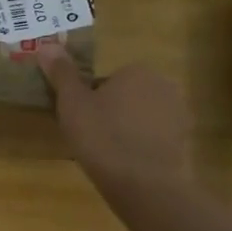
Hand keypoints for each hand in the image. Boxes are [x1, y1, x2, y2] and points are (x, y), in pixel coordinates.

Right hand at [36, 41, 191, 196]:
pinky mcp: (185, 143)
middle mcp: (164, 86)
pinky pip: (156, 140)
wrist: (145, 185)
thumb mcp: (72, 103)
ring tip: (109, 157)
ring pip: (142, 119)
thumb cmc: (103, 137)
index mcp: (137, 71)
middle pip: (127, 97)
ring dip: (128, 131)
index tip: (80, 121)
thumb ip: (61, 73)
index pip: (106, 81)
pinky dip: (143, 149)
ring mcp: (179, 115)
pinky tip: (129, 167)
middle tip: (92, 139)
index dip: (90, 101)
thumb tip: (46, 45)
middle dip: (112, 114)